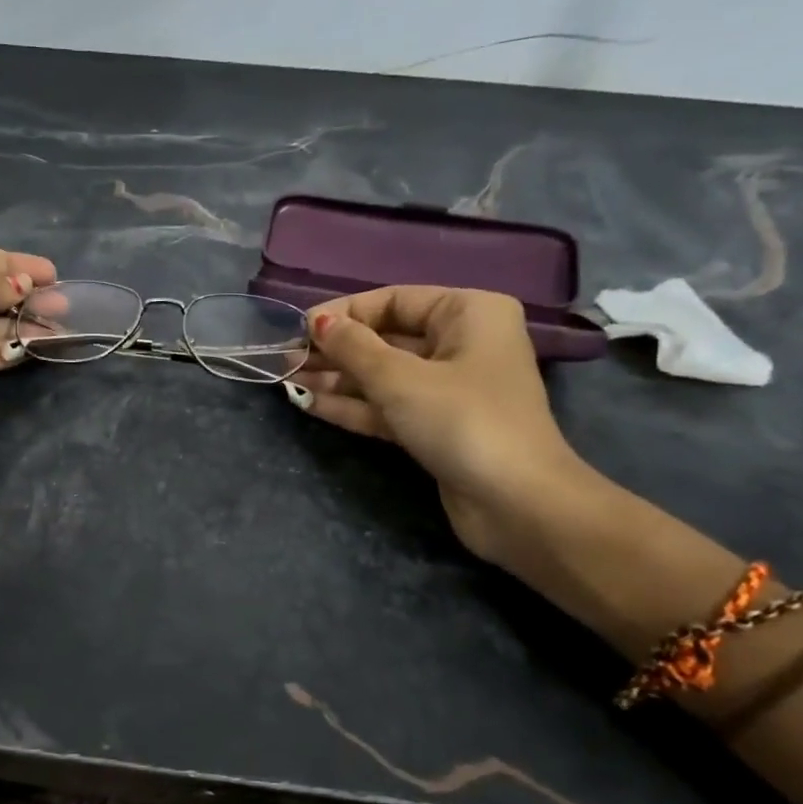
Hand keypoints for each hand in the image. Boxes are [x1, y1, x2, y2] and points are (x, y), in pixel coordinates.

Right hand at [286, 286, 586, 559]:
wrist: (516, 503)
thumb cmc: (462, 421)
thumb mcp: (400, 378)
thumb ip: (353, 348)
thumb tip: (318, 322)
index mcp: (468, 313)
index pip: (394, 300)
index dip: (344, 313)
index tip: (300, 329)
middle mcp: (461, 344)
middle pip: (386, 339)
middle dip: (336, 350)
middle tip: (287, 358)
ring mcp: (449, 389)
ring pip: (383, 376)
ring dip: (338, 379)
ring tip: (288, 379)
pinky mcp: (436, 427)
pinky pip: (388, 407)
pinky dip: (352, 406)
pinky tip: (309, 404)